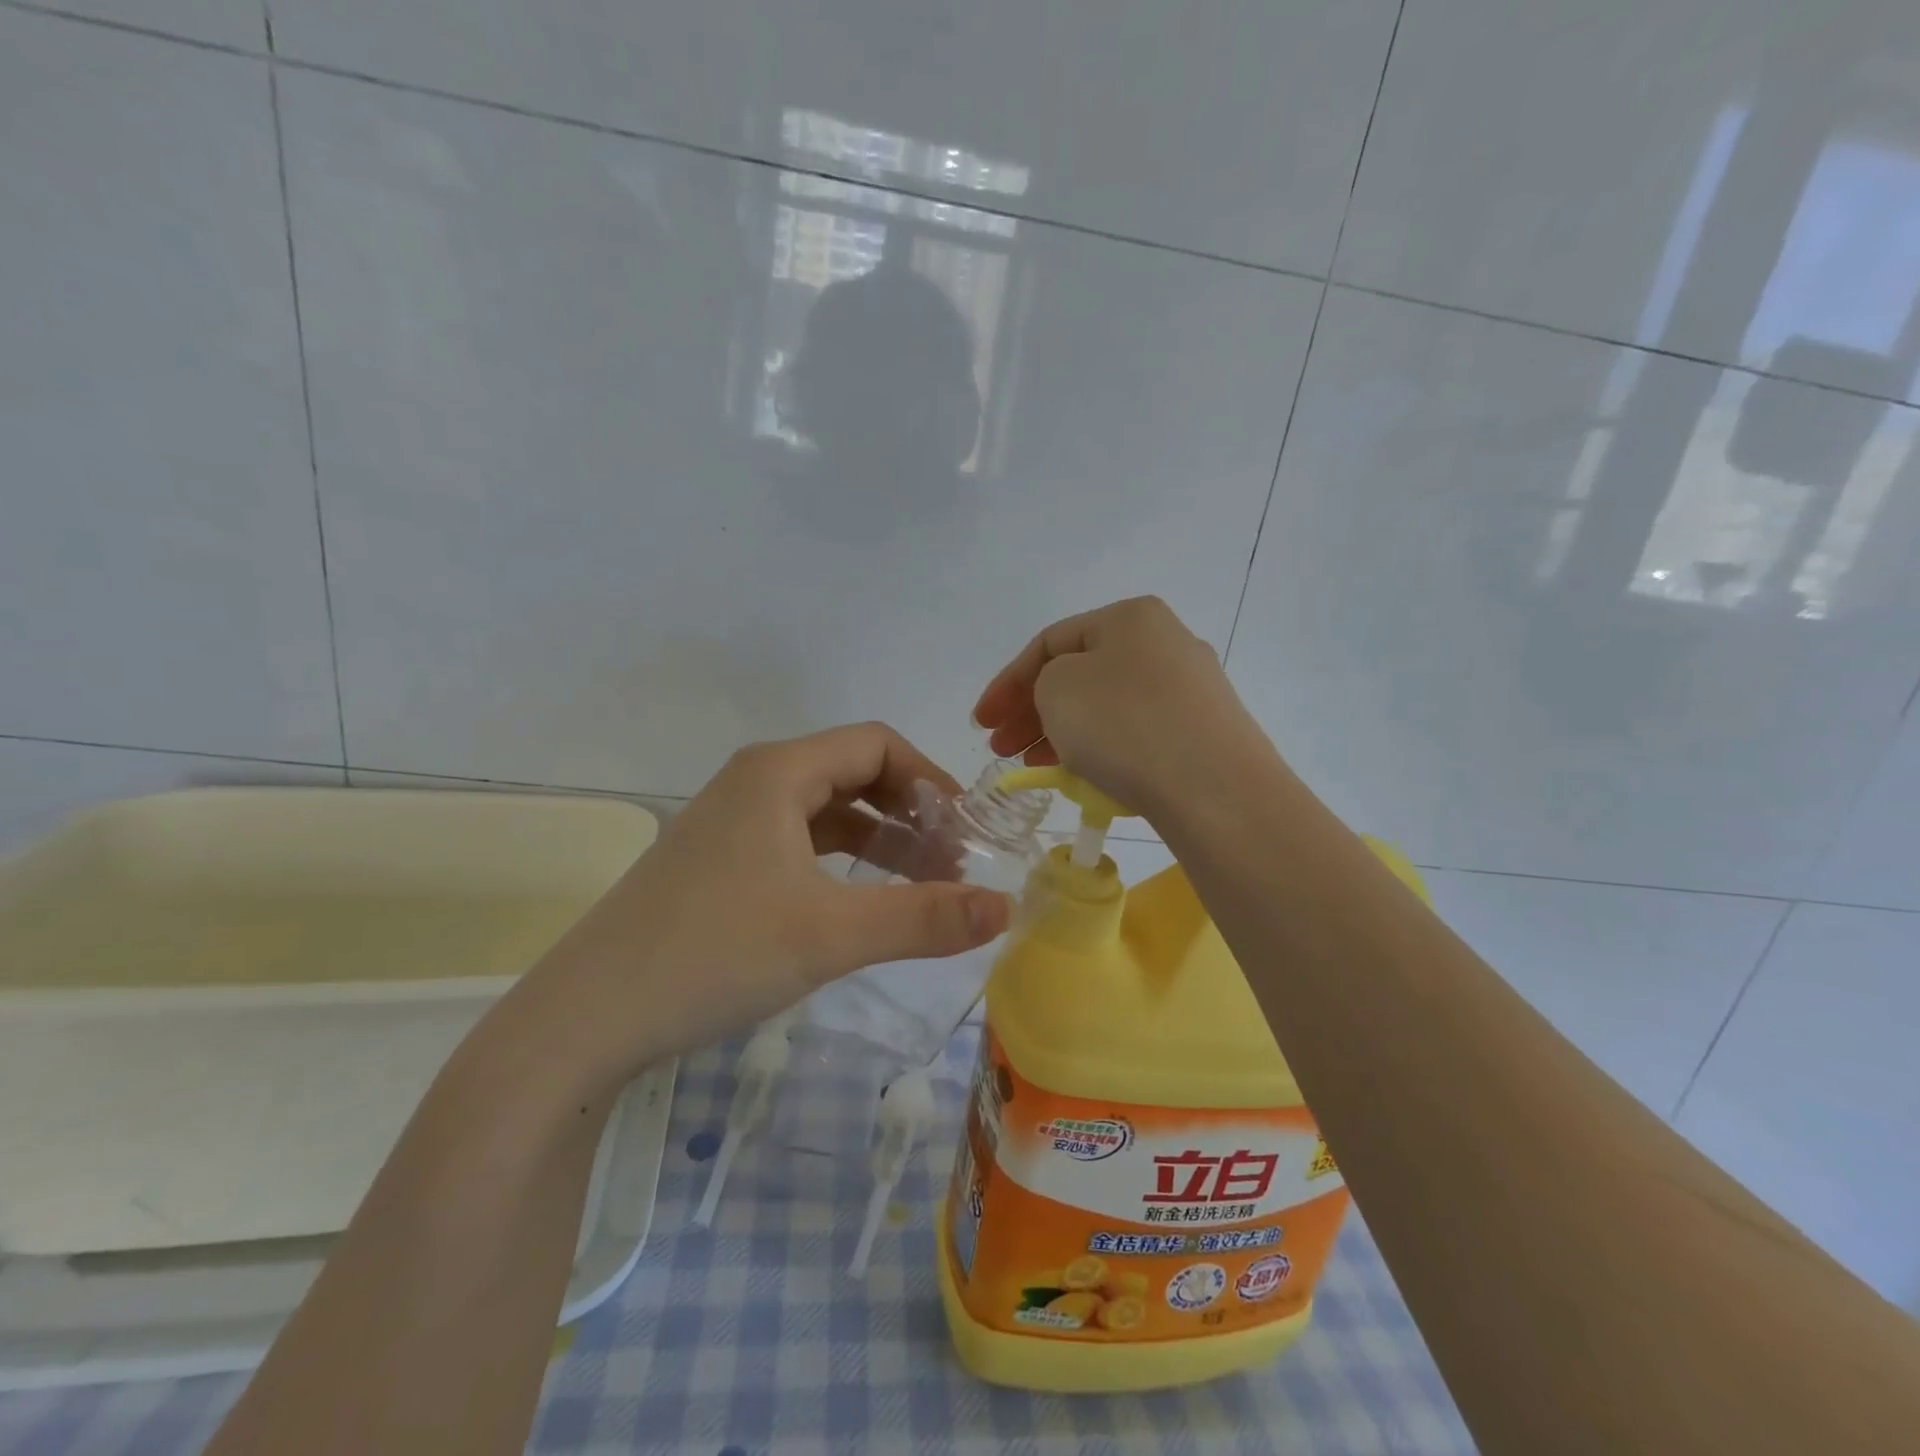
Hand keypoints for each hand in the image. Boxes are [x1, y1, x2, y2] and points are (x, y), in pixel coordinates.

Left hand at [522, 723, 1012, 1084]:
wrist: (588, 1017)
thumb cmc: (714, 954)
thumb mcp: (831, 935)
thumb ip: (925, 918)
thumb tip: (1006, 908)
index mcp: (778, 771)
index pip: (876, 744)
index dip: (930, 780)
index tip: (966, 831)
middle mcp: (754, 781)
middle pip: (854, 772)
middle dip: (910, 812)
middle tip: (951, 864)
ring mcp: (732, 821)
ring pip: (827, 810)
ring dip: (879, 838)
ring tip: (921, 883)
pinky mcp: (720, 860)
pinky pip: (799, 841)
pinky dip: (841, 861)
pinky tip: (860, 899)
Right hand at [973, 596, 1275, 824]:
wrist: (1215, 788)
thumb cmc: (1124, 724)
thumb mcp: (1057, 689)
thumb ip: (1043, 681)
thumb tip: (1065, 696)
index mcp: (1129, 617)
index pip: (1049, 643)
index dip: (1006, 683)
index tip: (981, 724)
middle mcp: (1164, 641)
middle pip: (1079, 673)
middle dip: (1032, 710)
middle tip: (1001, 748)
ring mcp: (1190, 688)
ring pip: (1105, 704)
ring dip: (1062, 731)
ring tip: (1034, 765)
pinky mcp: (1203, 731)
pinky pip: (1135, 731)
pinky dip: (1101, 747)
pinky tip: (1082, 774)